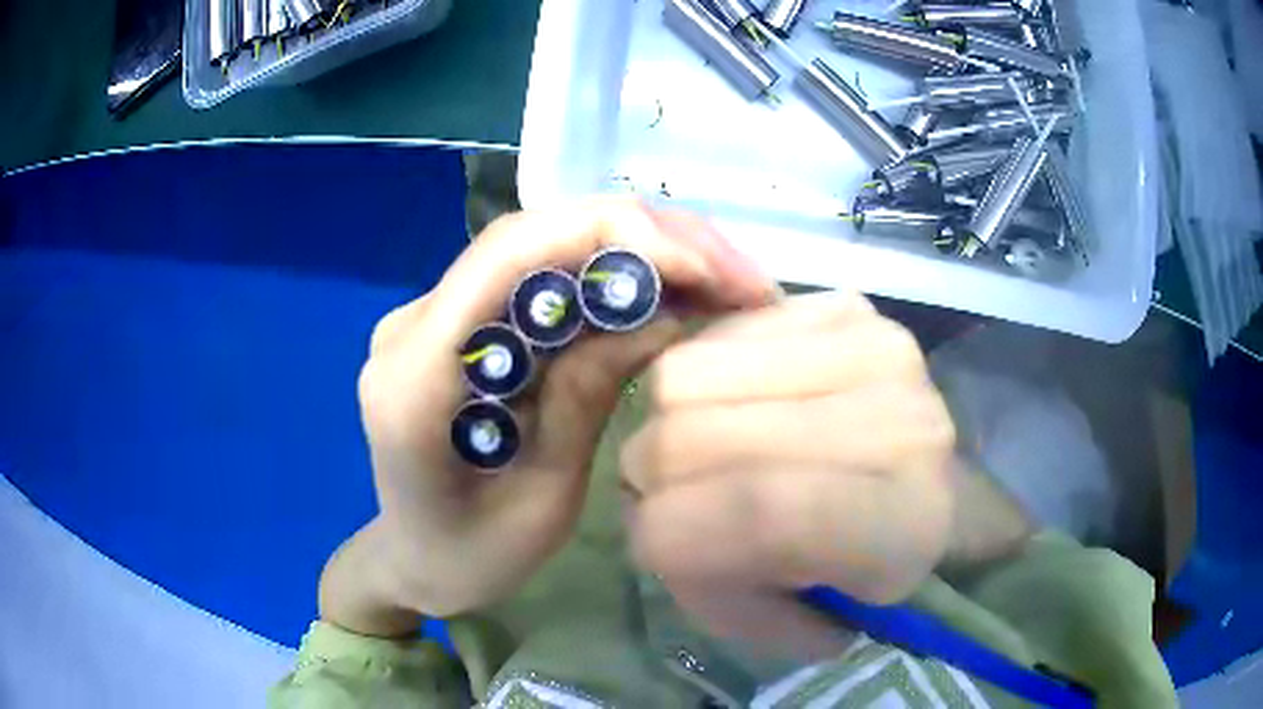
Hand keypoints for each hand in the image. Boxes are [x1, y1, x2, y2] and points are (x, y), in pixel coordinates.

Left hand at [324, 198, 778, 630]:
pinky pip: (537, 280)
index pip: (509, 255)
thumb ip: (588, 396)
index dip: (610, 237)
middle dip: (642, 237)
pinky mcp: (459, 324)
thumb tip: (666, 312)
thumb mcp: (544, 498)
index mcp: (416, 376)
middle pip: (532, 236)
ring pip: (541, 247)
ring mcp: (433, 317)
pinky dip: (607, 278)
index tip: (701, 268)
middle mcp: (415, 324)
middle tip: (735, 272)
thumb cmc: (471, 558)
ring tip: (718, 279)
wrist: (416, 561)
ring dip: (634, 251)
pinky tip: (666, 293)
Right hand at [621, 294, 956, 656]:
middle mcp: (901, 424)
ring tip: (706, 447)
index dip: (673, 530)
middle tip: (674, 494)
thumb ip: (709, 587)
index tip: (654, 541)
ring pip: (686, 374)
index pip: (760, 511)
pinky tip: (738, 402)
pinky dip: (703, 376)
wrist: (926, 482)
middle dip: (652, 475)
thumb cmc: (858, 565)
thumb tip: (651, 518)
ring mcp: (874, 347)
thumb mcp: (787, 617)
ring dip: (669, 421)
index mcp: (902, 524)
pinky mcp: (845, 306)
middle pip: (699, 434)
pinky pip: (717, 334)